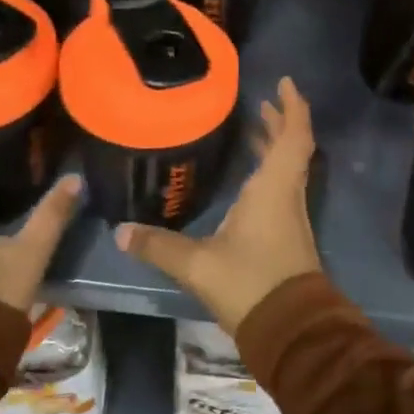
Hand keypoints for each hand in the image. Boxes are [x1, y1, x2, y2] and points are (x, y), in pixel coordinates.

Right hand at [115, 77, 321, 335]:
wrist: (291, 330)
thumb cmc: (250, 284)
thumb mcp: (198, 264)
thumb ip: (159, 246)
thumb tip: (120, 231)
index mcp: (273, 189)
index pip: (293, 136)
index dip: (293, 107)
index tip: (285, 83)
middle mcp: (287, 196)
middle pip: (292, 148)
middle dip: (279, 122)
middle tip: (260, 104)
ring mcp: (290, 217)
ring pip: (288, 170)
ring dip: (275, 147)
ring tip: (254, 129)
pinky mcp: (288, 237)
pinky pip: (282, 189)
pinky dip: (269, 172)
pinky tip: (248, 181)